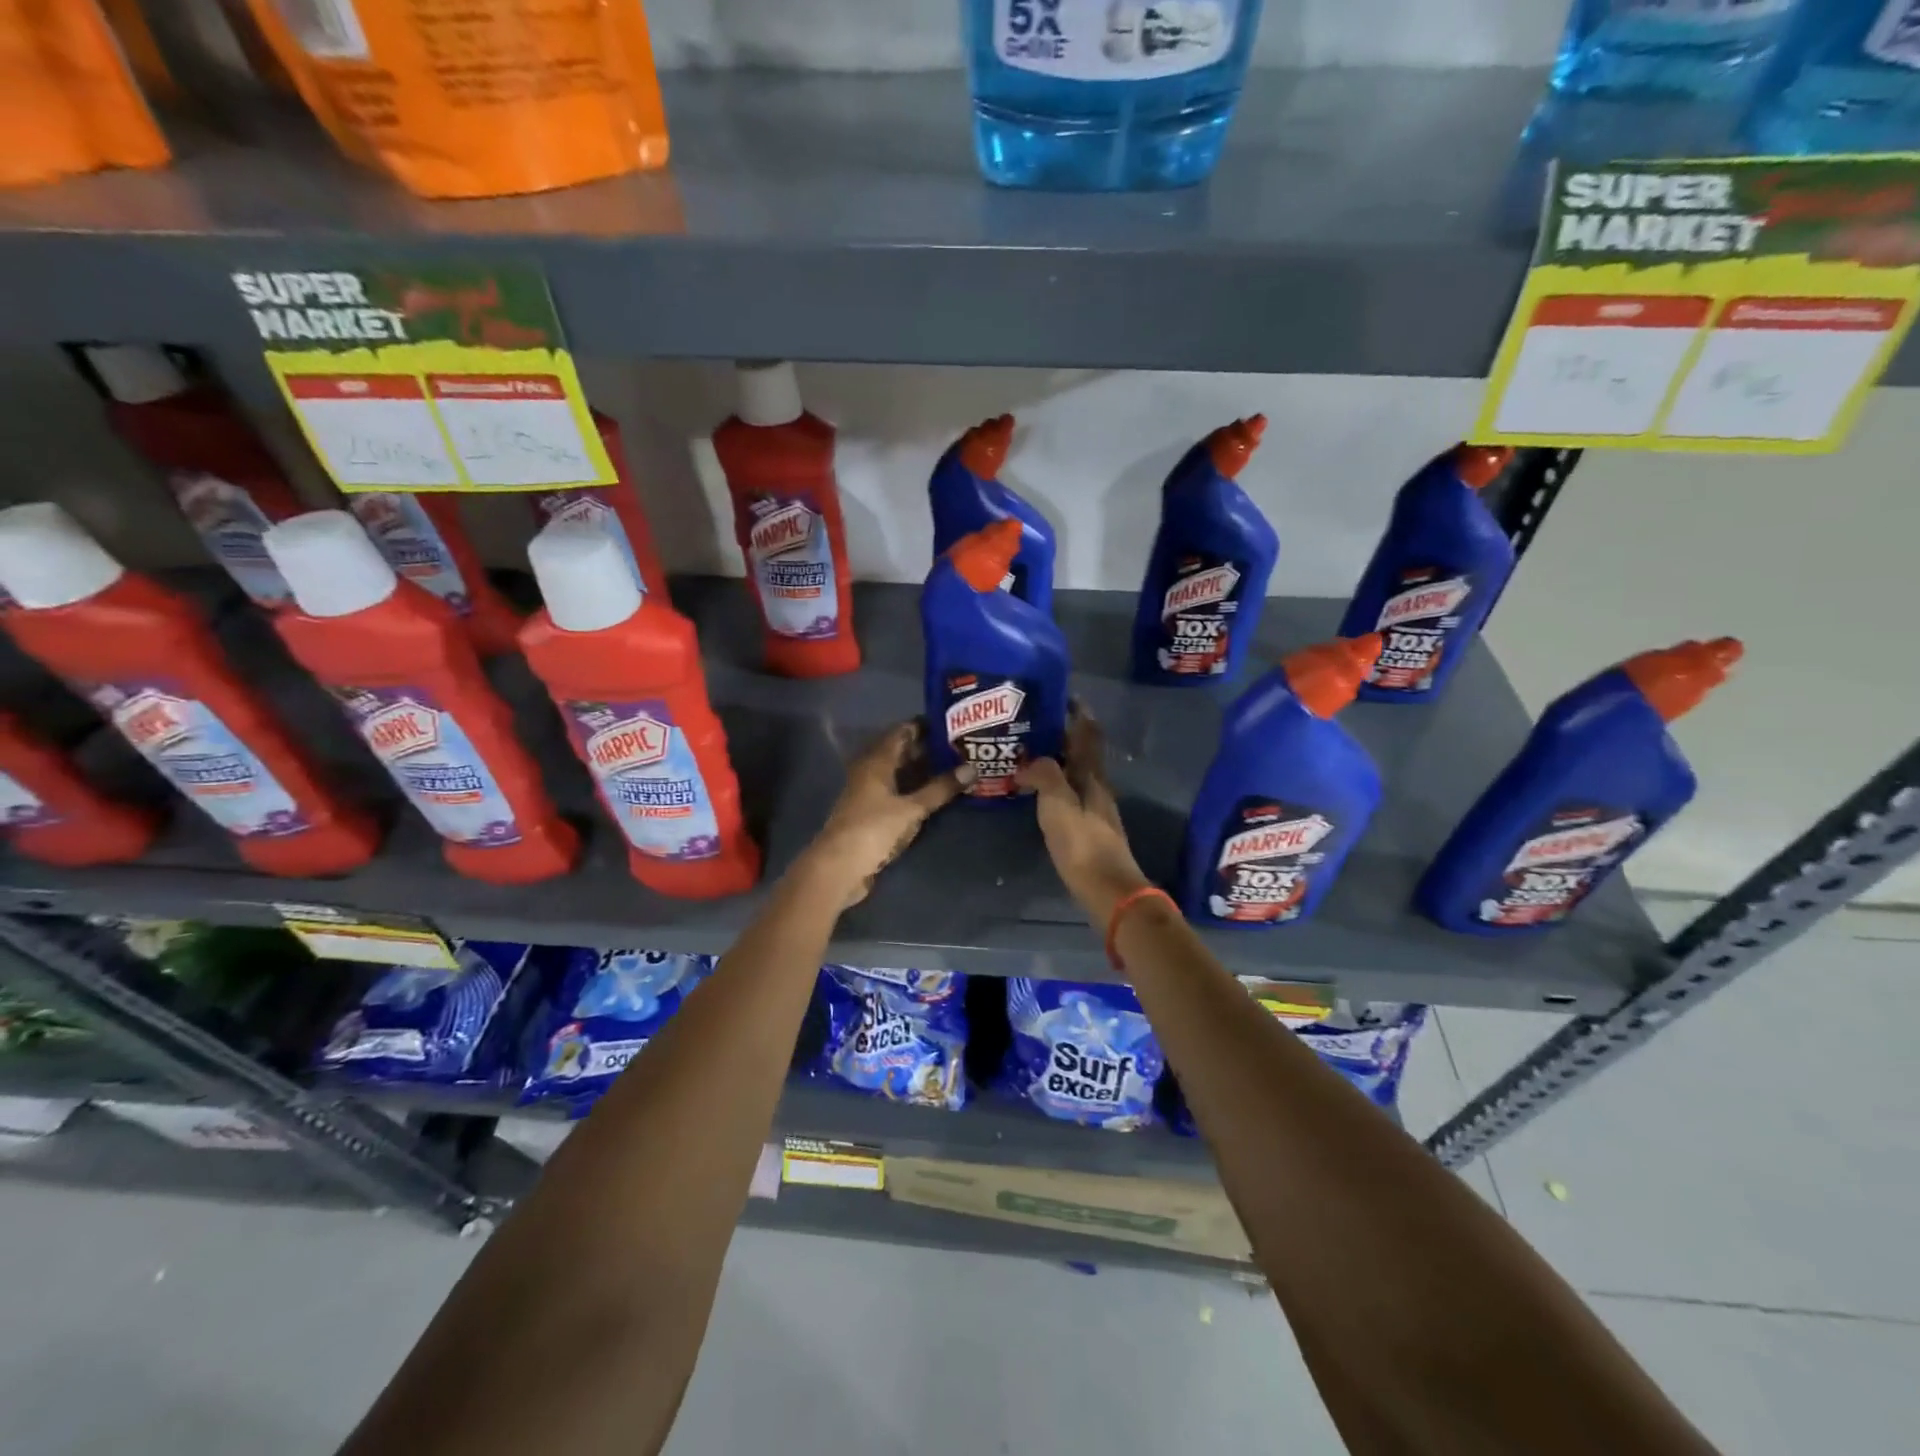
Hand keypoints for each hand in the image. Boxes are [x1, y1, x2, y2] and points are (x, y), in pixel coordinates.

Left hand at [804, 721, 971, 907]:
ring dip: (922, 771)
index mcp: (876, 761)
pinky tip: (935, 795)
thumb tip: (972, 768)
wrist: (839, 867)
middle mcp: (870, 771)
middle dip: (928, 749)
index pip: (902, 732)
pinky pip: (897, 792)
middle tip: (961, 748)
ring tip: (955, 768)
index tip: (953, 725)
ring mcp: (869, 793)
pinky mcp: (871, 814)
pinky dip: (915, 790)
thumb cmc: (873, 829)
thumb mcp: (912, 808)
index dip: (926, 726)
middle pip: (901, 752)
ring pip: (899, 774)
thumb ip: (940, 789)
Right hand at [1016, 706, 1152, 924]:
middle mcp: (1097, 787)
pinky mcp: (1088, 828)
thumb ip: (1045, 774)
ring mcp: (1094, 808)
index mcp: (1092, 776)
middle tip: (1034, 723)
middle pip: (1082, 753)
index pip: (1087, 735)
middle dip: (1063, 735)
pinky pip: (1069, 793)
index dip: (1079, 714)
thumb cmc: (1082, 843)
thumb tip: (1031, 760)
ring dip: (1058, 759)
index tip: (1064, 696)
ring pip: (1075, 773)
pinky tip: (1038, 789)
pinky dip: (1055, 782)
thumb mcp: (1058, 804)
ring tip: (1030, 752)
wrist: (1107, 888)